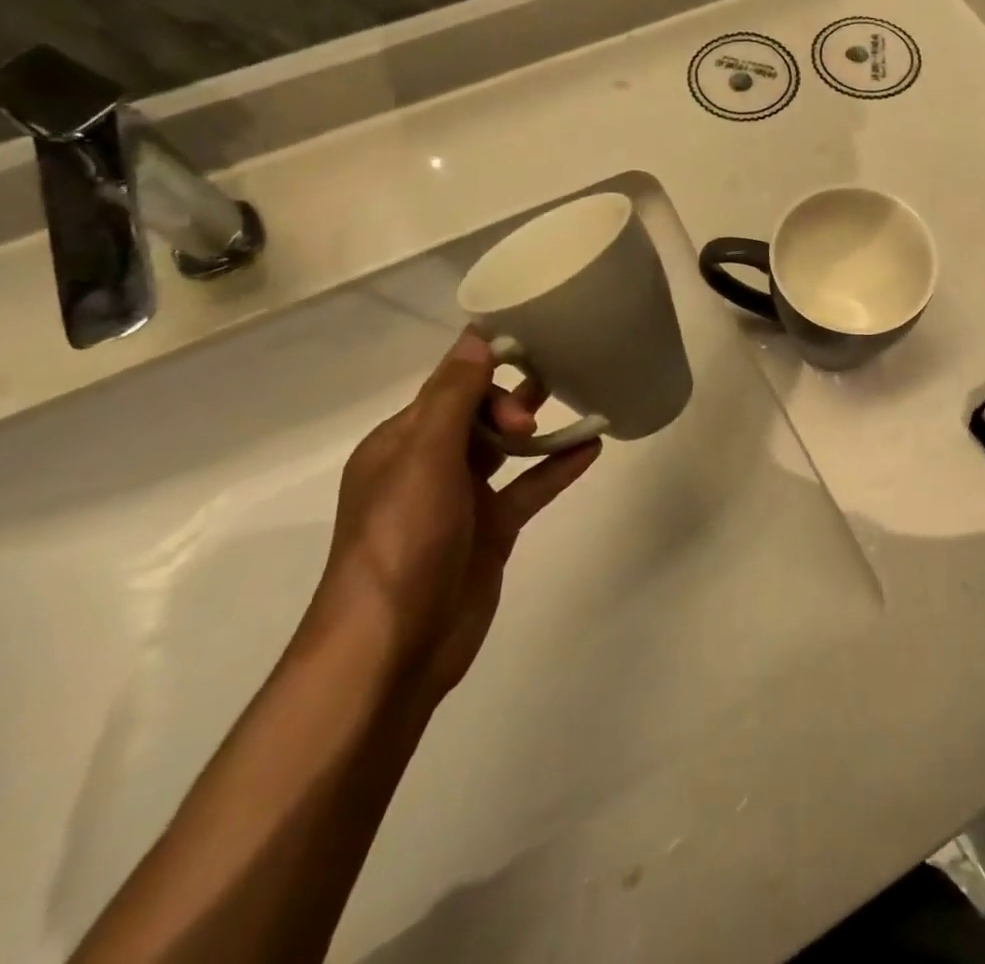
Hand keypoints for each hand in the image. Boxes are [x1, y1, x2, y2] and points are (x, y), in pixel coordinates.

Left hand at [315, 328, 601, 697]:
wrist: (393, 650)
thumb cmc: (401, 542)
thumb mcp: (424, 459)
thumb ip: (453, 396)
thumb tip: (476, 336)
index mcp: (402, 442)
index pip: (450, 386)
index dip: (487, 367)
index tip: (530, 350)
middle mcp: (430, 465)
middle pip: (478, 413)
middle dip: (512, 400)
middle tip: (536, 410)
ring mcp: (463, 500)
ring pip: (507, 449)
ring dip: (539, 428)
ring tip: (580, 402)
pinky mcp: (492, 531)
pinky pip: (528, 488)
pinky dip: (556, 468)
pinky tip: (591, 448)